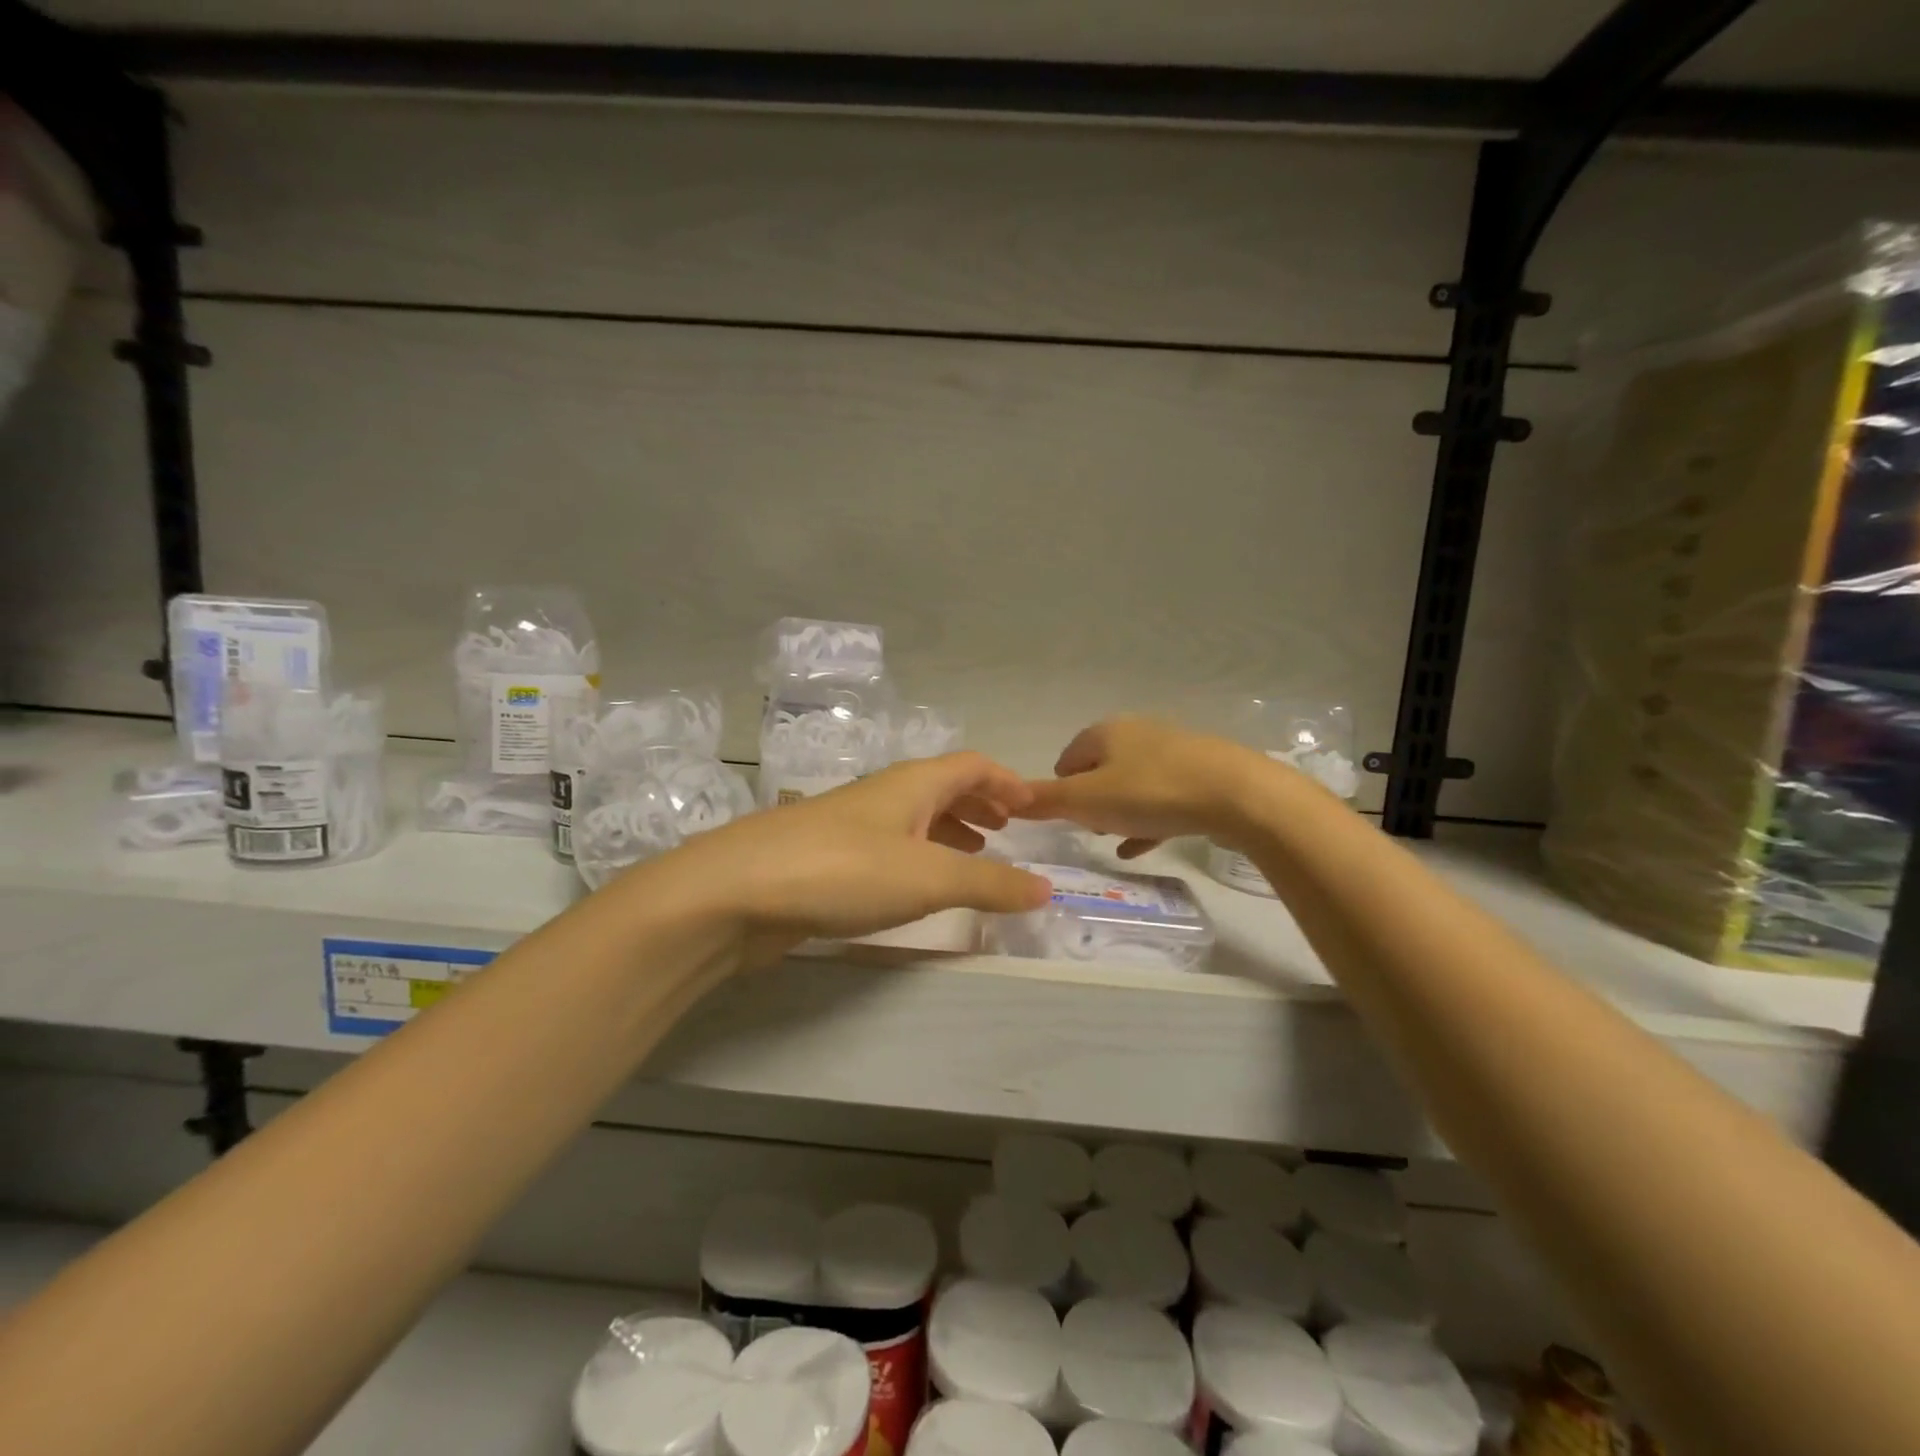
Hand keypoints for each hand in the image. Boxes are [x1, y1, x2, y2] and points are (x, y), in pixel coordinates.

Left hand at [664, 752, 1051, 951]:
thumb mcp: (929, 877)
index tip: (1032, 807)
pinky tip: (915, 889)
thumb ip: (991, 883)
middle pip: (941, 788)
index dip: (1005, 781)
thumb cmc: (843, 870)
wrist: (736, 892)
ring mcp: (849, 826)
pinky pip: (888, 850)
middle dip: (979, 806)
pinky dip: (916, 860)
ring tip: (973, 859)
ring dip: (949, 833)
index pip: (970, 765)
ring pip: (913, 820)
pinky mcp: (825, 860)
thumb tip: (1047, 888)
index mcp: (911, 784)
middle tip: (1007, 833)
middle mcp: (882, 796)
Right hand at [1020, 716, 1277, 856]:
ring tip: (1111, 839)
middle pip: (1100, 770)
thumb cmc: (1151, 792)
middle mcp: (1137, 733)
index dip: (1058, 789)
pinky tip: (1139, 847)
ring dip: (1118, 811)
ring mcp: (1172, 753)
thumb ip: (1046, 801)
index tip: (1062, 819)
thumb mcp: (1087, 800)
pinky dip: (1147, 821)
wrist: (1238, 794)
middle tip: (1087, 829)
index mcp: (1105, 732)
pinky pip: (1162, 800)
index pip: (1066, 758)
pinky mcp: (1200, 775)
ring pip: (1132, 785)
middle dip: (1089, 800)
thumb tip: (1007, 801)